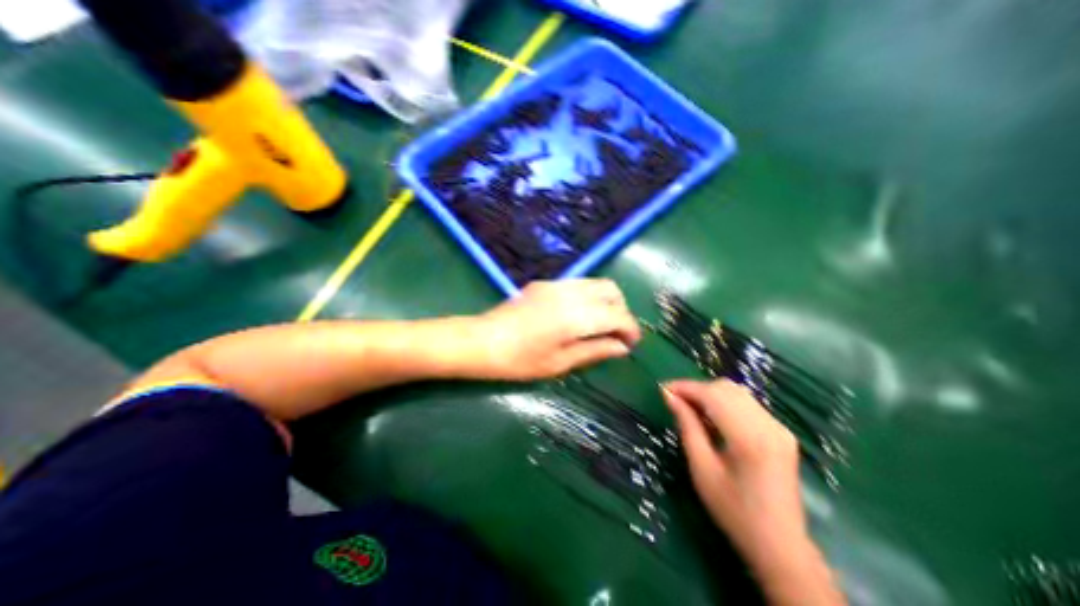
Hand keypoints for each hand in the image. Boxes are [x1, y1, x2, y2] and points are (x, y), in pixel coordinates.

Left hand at [473, 277, 638, 378]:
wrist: (482, 341)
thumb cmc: (521, 360)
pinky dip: (588, 297)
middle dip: (620, 311)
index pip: (618, 315)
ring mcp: (556, 284)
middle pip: (611, 290)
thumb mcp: (561, 363)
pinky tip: (576, 316)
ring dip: (605, 302)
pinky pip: (578, 284)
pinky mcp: (545, 283)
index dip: (630, 330)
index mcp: (577, 316)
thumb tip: (622, 348)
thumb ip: (595, 351)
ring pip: (595, 283)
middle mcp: (571, 292)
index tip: (630, 345)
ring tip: (598, 325)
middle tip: (614, 334)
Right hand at [664, 382, 848, 602]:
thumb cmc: (733, 511)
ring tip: (690, 407)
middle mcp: (769, 426)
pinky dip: (724, 402)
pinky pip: (747, 404)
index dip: (685, 387)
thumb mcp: (702, 468)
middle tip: (674, 400)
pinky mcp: (781, 432)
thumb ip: (687, 426)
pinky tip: (712, 416)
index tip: (663, 388)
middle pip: (726, 388)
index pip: (713, 395)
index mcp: (750, 438)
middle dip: (696, 389)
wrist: (780, 546)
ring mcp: (779, 428)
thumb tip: (669, 396)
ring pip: (737, 392)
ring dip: (710, 393)